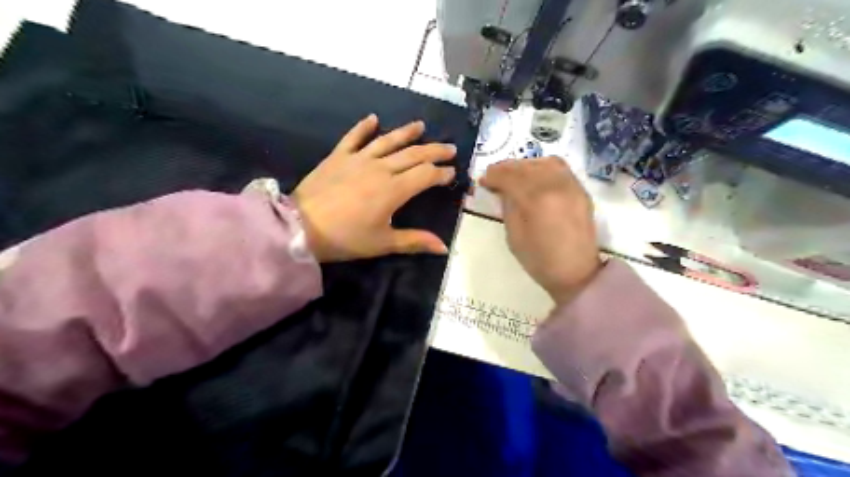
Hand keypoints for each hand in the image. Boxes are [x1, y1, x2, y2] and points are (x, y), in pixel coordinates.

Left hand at [293, 113, 457, 262]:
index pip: (425, 175)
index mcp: (394, 190)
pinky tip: (373, 118)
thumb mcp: (383, 243)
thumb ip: (415, 241)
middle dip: (434, 150)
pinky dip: (364, 127)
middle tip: (450, 148)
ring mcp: (358, 159)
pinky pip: (353, 137)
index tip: (451, 173)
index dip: (441, 173)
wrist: (300, 228)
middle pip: (413, 154)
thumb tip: (444, 247)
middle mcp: (380, 168)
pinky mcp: (338, 156)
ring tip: (421, 126)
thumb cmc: (345, 238)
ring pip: (388, 141)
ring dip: (406, 133)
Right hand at [476, 156, 603, 305]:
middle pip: (526, 166)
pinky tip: (535, 178)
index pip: (509, 176)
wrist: (576, 272)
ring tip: (516, 175)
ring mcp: (571, 186)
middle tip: (495, 176)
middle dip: (506, 168)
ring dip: (526, 165)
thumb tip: (502, 189)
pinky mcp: (581, 190)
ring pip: (545, 162)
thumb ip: (508, 206)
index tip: (483, 181)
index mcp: (535, 200)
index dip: (493, 176)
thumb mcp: (513, 235)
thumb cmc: (539, 260)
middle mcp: (555, 186)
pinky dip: (543, 168)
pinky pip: (561, 169)